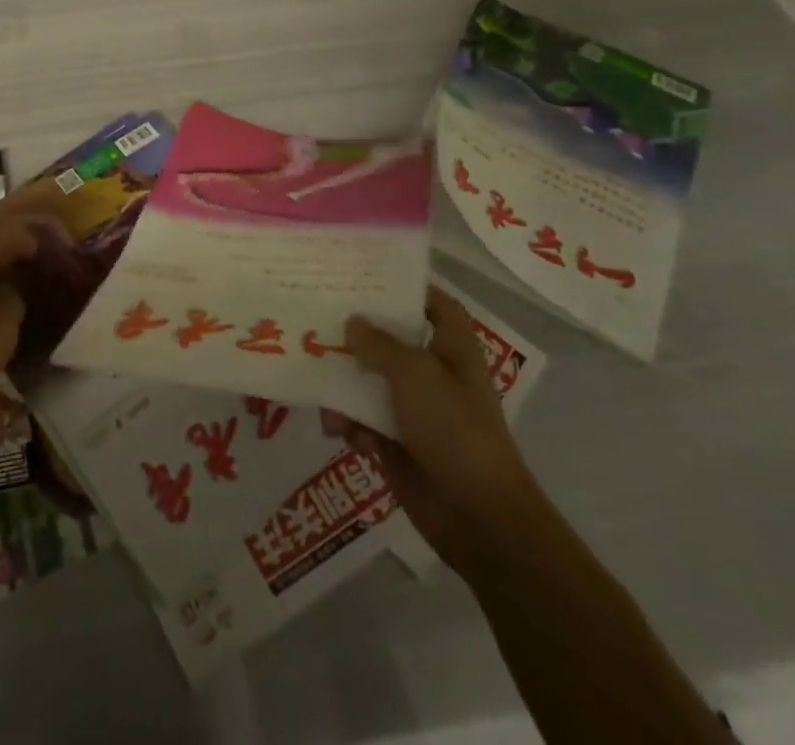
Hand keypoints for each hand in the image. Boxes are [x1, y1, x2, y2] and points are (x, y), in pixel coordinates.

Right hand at [344, 289, 545, 574]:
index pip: (435, 305)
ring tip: (318, 386)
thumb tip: (352, 322)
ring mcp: (416, 411)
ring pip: (369, 383)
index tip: (366, 277)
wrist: (478, 517)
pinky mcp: (397, 444)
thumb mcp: (414, 373)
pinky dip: (348, 423)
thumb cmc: (454, 429)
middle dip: (357, 335)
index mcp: (451, 349)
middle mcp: (434, 374)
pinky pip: (362, 421)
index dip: (408, 288)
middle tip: (317, 317)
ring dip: (343, 385)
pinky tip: (336, 429)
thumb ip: (378, 343)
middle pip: (391, 341)